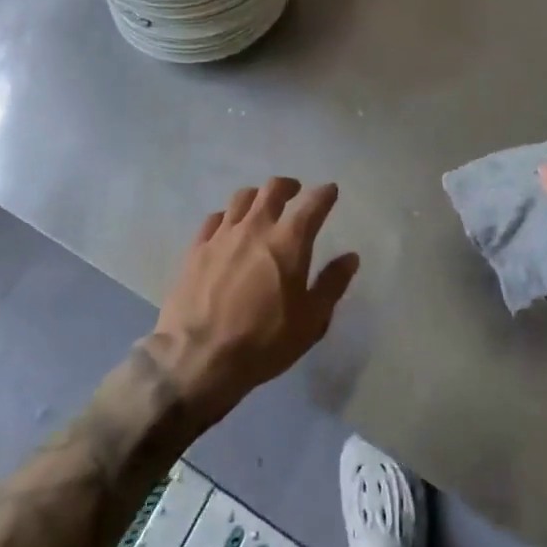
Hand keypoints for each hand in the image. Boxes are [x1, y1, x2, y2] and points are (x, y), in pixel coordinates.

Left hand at [147, 177, 359, 424]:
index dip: (325, 194)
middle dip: (289, 186)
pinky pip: (215, 219)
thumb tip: (350, 257)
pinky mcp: (196, 248)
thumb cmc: (263, 342)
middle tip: (295, 192)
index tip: (330, 191)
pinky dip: (228, 217)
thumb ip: (332, 285)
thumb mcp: (310, 322)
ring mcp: (222, 235)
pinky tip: (228, 228)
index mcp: (289, 241)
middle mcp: (256, 227)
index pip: (312, 204)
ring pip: (242, 198)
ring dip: (257, 197)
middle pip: (273, 189)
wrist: (197, 359)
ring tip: (262, 206)